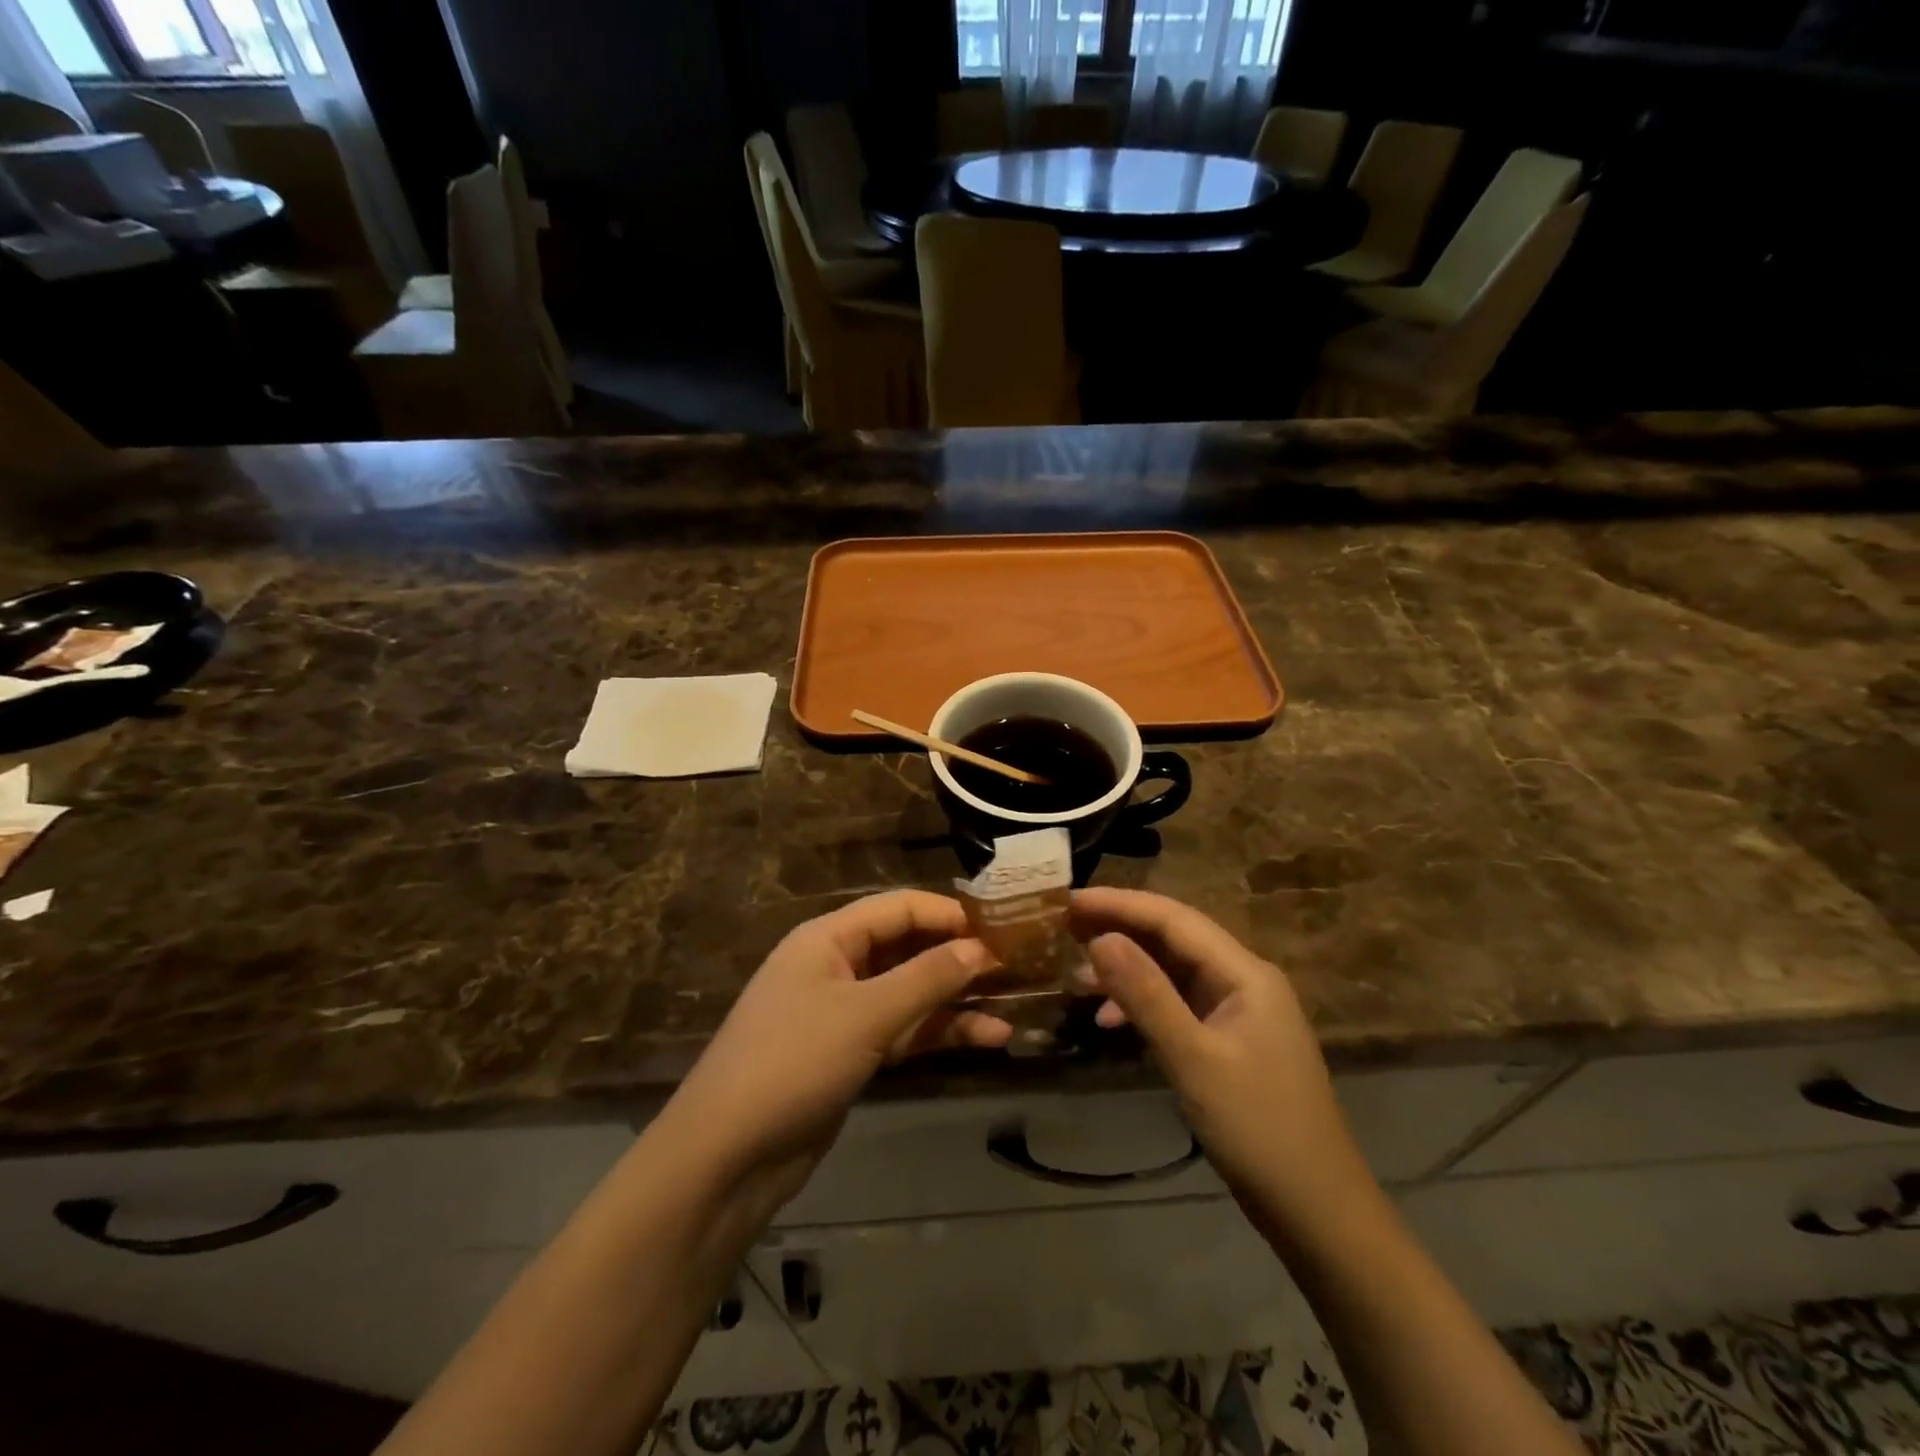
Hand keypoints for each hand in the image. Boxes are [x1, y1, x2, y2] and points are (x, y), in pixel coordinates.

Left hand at [665, 891, 1010, 1206]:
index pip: (898, 908)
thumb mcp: (866, 1014)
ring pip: (910, 994)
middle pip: (906, 949)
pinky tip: (986, 1039)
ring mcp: (843, 1014)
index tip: (999, 926)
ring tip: (1012, 1006)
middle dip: (956, 957)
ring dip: (956, 1001)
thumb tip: (980, 947)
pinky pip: (903, 1032)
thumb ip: (927, 978)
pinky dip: (939, 1034)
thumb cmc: (794, 1062)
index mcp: (827, 938)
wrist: (727, 1157)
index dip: (947, 913)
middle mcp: (836, 966)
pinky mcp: (850, 1055)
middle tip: (1015, 965)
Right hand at [1071, 888, 1367, 1228]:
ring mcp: (1238, 1013)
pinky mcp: (1229, 1042)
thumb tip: (1100, 939)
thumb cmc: (1259, 1129)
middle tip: (1065, 928)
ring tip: (1078, 975)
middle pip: (1174, 939)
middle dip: (1120, 930)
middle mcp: (1243, 981)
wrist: (1317, 1212)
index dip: (1120, 904)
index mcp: (1245, 973)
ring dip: (1128, 970)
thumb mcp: (1194, 1059)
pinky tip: (1109, 1021)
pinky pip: (1178, 1006)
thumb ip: (1146, 995)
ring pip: (1173, 973)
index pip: (1174, 918)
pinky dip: (1143, 1006)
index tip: (1070, 901)